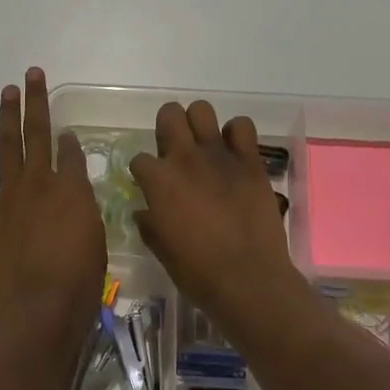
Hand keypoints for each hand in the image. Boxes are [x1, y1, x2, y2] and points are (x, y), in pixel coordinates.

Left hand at [0, 68, 105, 370]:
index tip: (69, 134)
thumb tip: (76, 201)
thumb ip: (85, 215)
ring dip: (7, 116)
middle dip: (37, 102)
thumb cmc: (77, 285)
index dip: (71, 142)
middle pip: (39, 134)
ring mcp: (8, 196)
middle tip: (33, 74)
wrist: (36, 312)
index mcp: (72, 190)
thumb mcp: (96, 244)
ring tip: (8, 90)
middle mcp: (40, 183)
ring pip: (7, 146)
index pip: (72, 154)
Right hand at [129, 101, 302, 323]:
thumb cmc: (197, 271)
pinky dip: (236, 135)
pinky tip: (234, 153)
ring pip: (202, 110)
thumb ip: (149, 223)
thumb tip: (144, 211)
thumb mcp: (161, 249)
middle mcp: (185, 158)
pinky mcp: (250, 160)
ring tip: (204, 146)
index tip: (152, 186)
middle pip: (169, 114)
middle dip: (167, 128)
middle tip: (175, 151)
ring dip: (199, 125)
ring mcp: (219, 155)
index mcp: (158, 181)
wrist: (248, 279)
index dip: (144, 173)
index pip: (139, 159)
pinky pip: (242, 126)